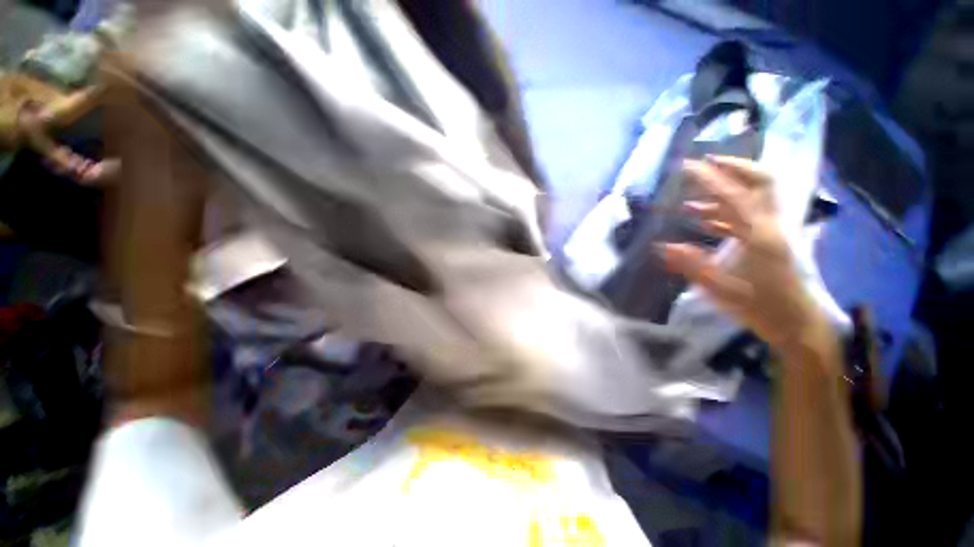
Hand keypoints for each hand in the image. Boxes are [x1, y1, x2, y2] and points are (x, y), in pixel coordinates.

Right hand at [661, 156, 832, 355]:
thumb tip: (661, 247)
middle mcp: (771, 225)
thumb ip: (692, 265)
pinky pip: (747, 216)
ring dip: (725, 191)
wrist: (800, 324)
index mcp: (760, 235)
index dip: (710, 178)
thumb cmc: (763, 308)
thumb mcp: (722, 289)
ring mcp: (773, 231)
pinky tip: (702, 218)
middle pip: (760, 182)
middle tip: (706, 163)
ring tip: (692, 198)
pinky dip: (725, 211)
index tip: (688, 166)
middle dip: (734, 167)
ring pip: (753, 198)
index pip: (733, 196)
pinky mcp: (771, 240)